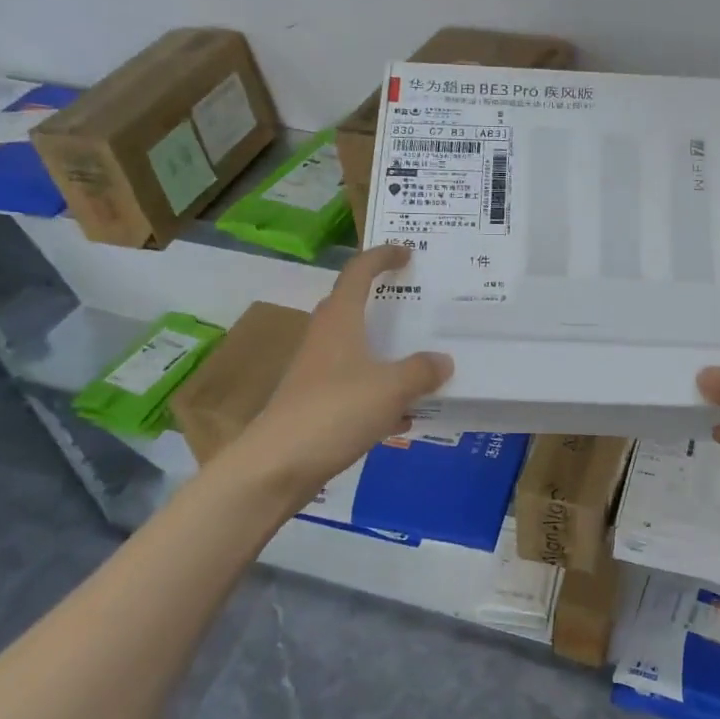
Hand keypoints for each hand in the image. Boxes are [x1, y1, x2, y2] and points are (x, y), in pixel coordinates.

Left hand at [236, 245, 452, 504]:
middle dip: (382, 304)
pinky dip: (380, 393)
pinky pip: (355, 388)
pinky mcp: (316, 406)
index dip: (381, 257)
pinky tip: (403, 416)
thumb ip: (421, 371)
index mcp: (339, 322)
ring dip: (384, 353)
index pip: (358, 273)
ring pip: (356, 352)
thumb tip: (442, 360)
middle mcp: (325, 341)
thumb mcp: (391, 388)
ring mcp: (317, 374)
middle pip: (352, 309)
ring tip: (421, 362)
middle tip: (416, 306)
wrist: (278, 465)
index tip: (407, 253)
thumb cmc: (335, 412)